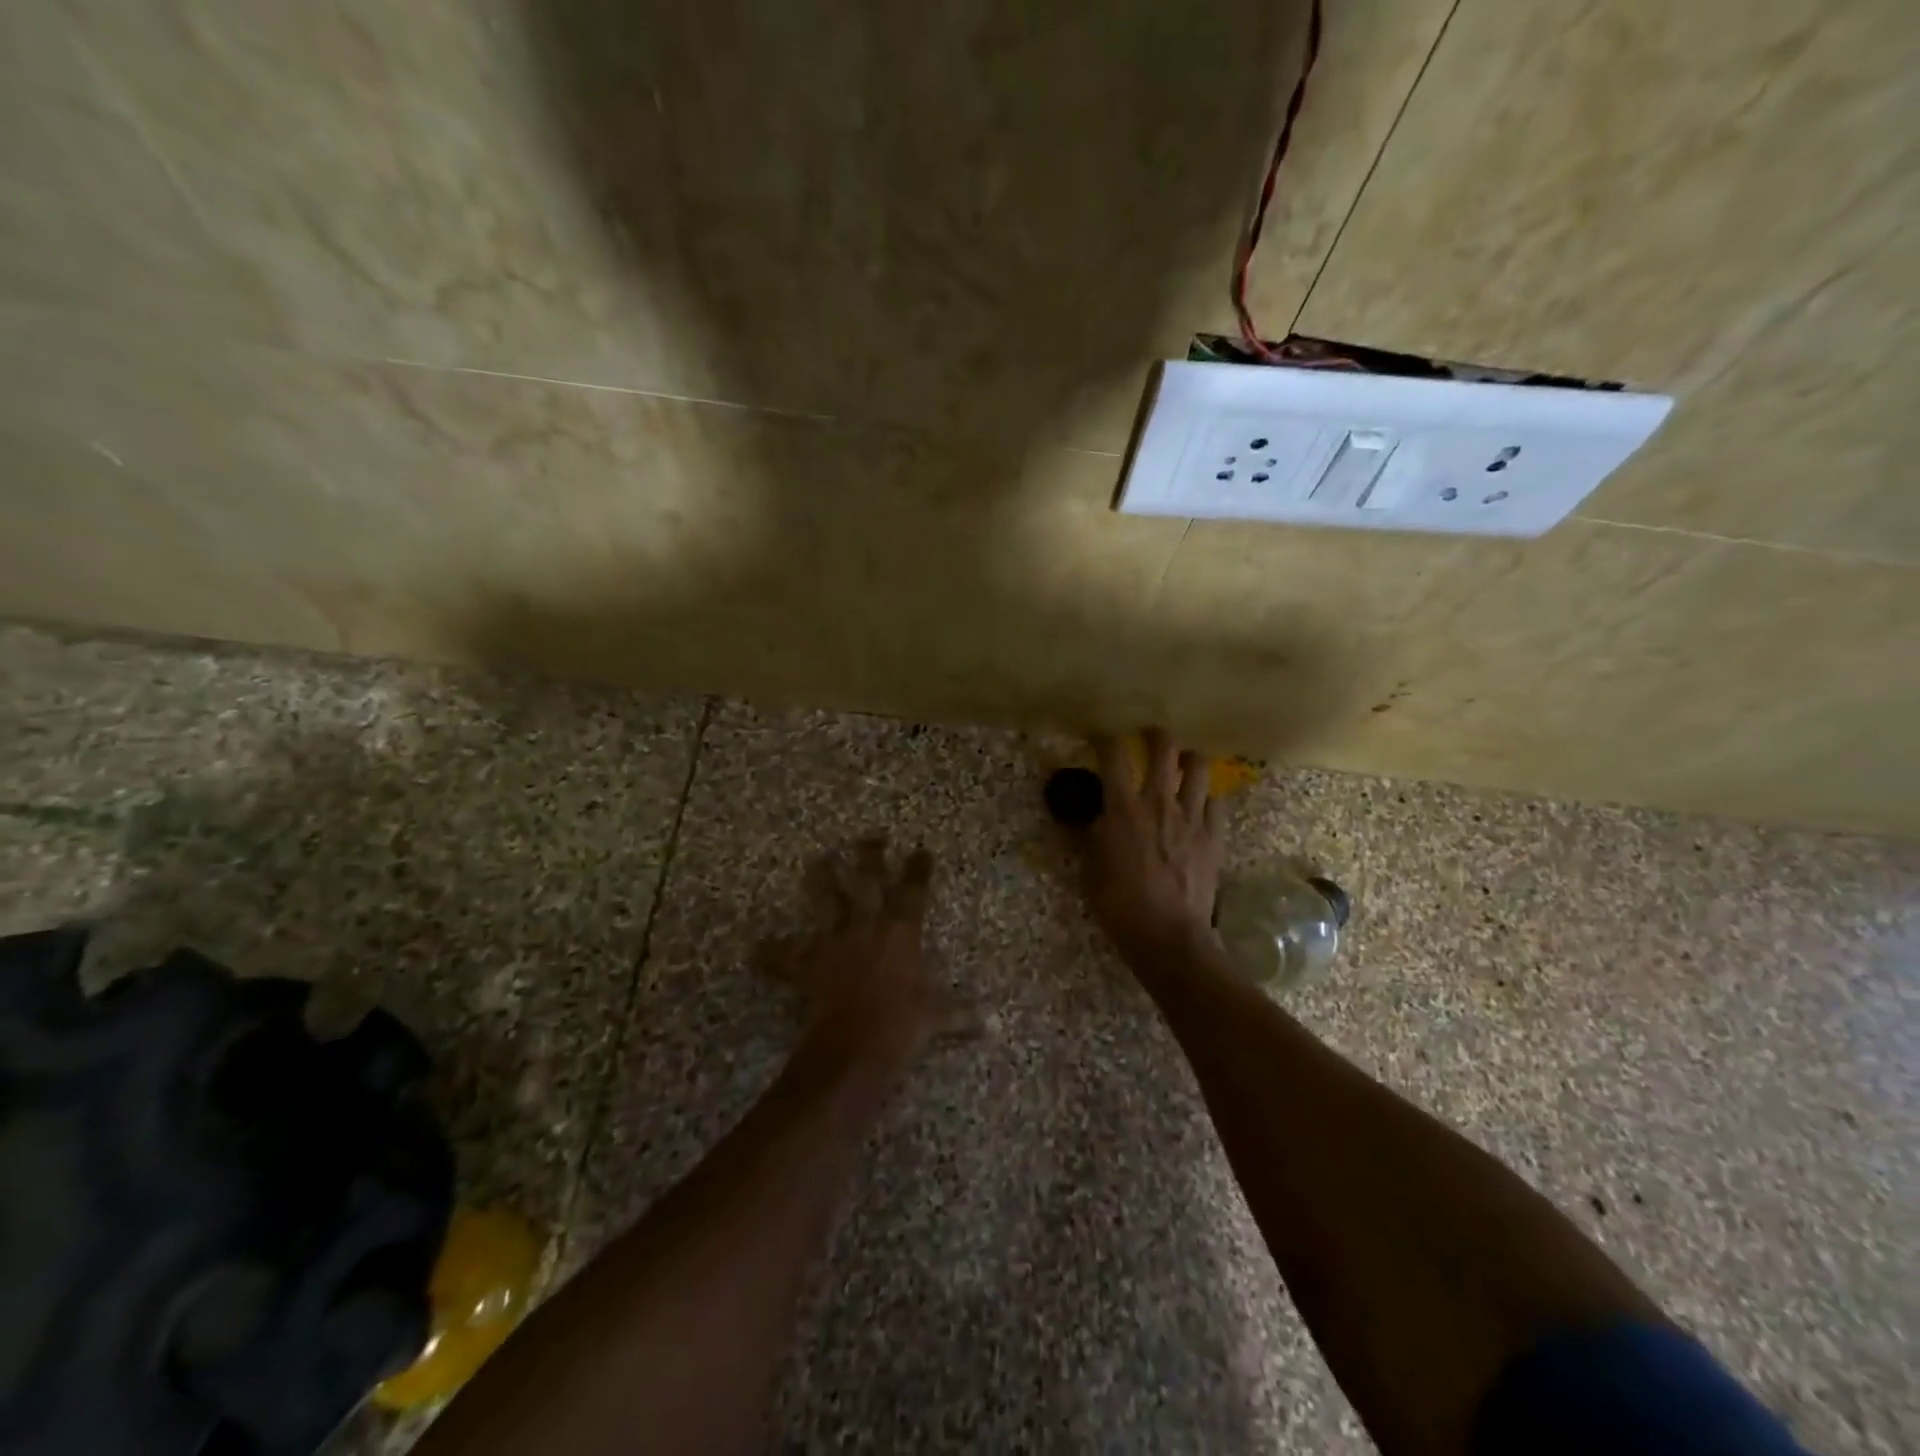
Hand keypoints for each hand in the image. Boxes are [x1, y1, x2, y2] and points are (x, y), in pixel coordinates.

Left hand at [760, 837, 953, 1076]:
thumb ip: (963, 1014)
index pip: (913, 891)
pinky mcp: (809, 964)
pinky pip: (785, 956)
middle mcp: (868, 926)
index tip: (921, 850)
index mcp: (902, 932)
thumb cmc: (904, 1026)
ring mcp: (834, 941)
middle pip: (867, 880)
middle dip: (869, 855)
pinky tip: (759, 948)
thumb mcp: (938, 1018)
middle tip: (870, 835)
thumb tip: (995, 1025)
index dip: (918, 868)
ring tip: (820, 859)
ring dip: (822, 878)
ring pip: (825, 900)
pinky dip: (773, 953)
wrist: (856, 1047)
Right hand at [1082, 729, 1223, 964]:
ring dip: (1188, 760)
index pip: (1114, 756)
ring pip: (1199, 767)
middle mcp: (1159, 802)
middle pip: (1163, 749)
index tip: (1102, 739)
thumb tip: (1093, 817)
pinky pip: (1216, 801)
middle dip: (1155, 735)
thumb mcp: (1090, 868)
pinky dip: (1206, 797)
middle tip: (1149, 736)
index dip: (1107, 740)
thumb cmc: (1119, 903)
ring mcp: (1192, 817)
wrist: (1167, 935)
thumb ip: (1091, 836)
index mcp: (1123, 808)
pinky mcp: (1214, 836)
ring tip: (1182, 763)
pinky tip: (1199, 805)